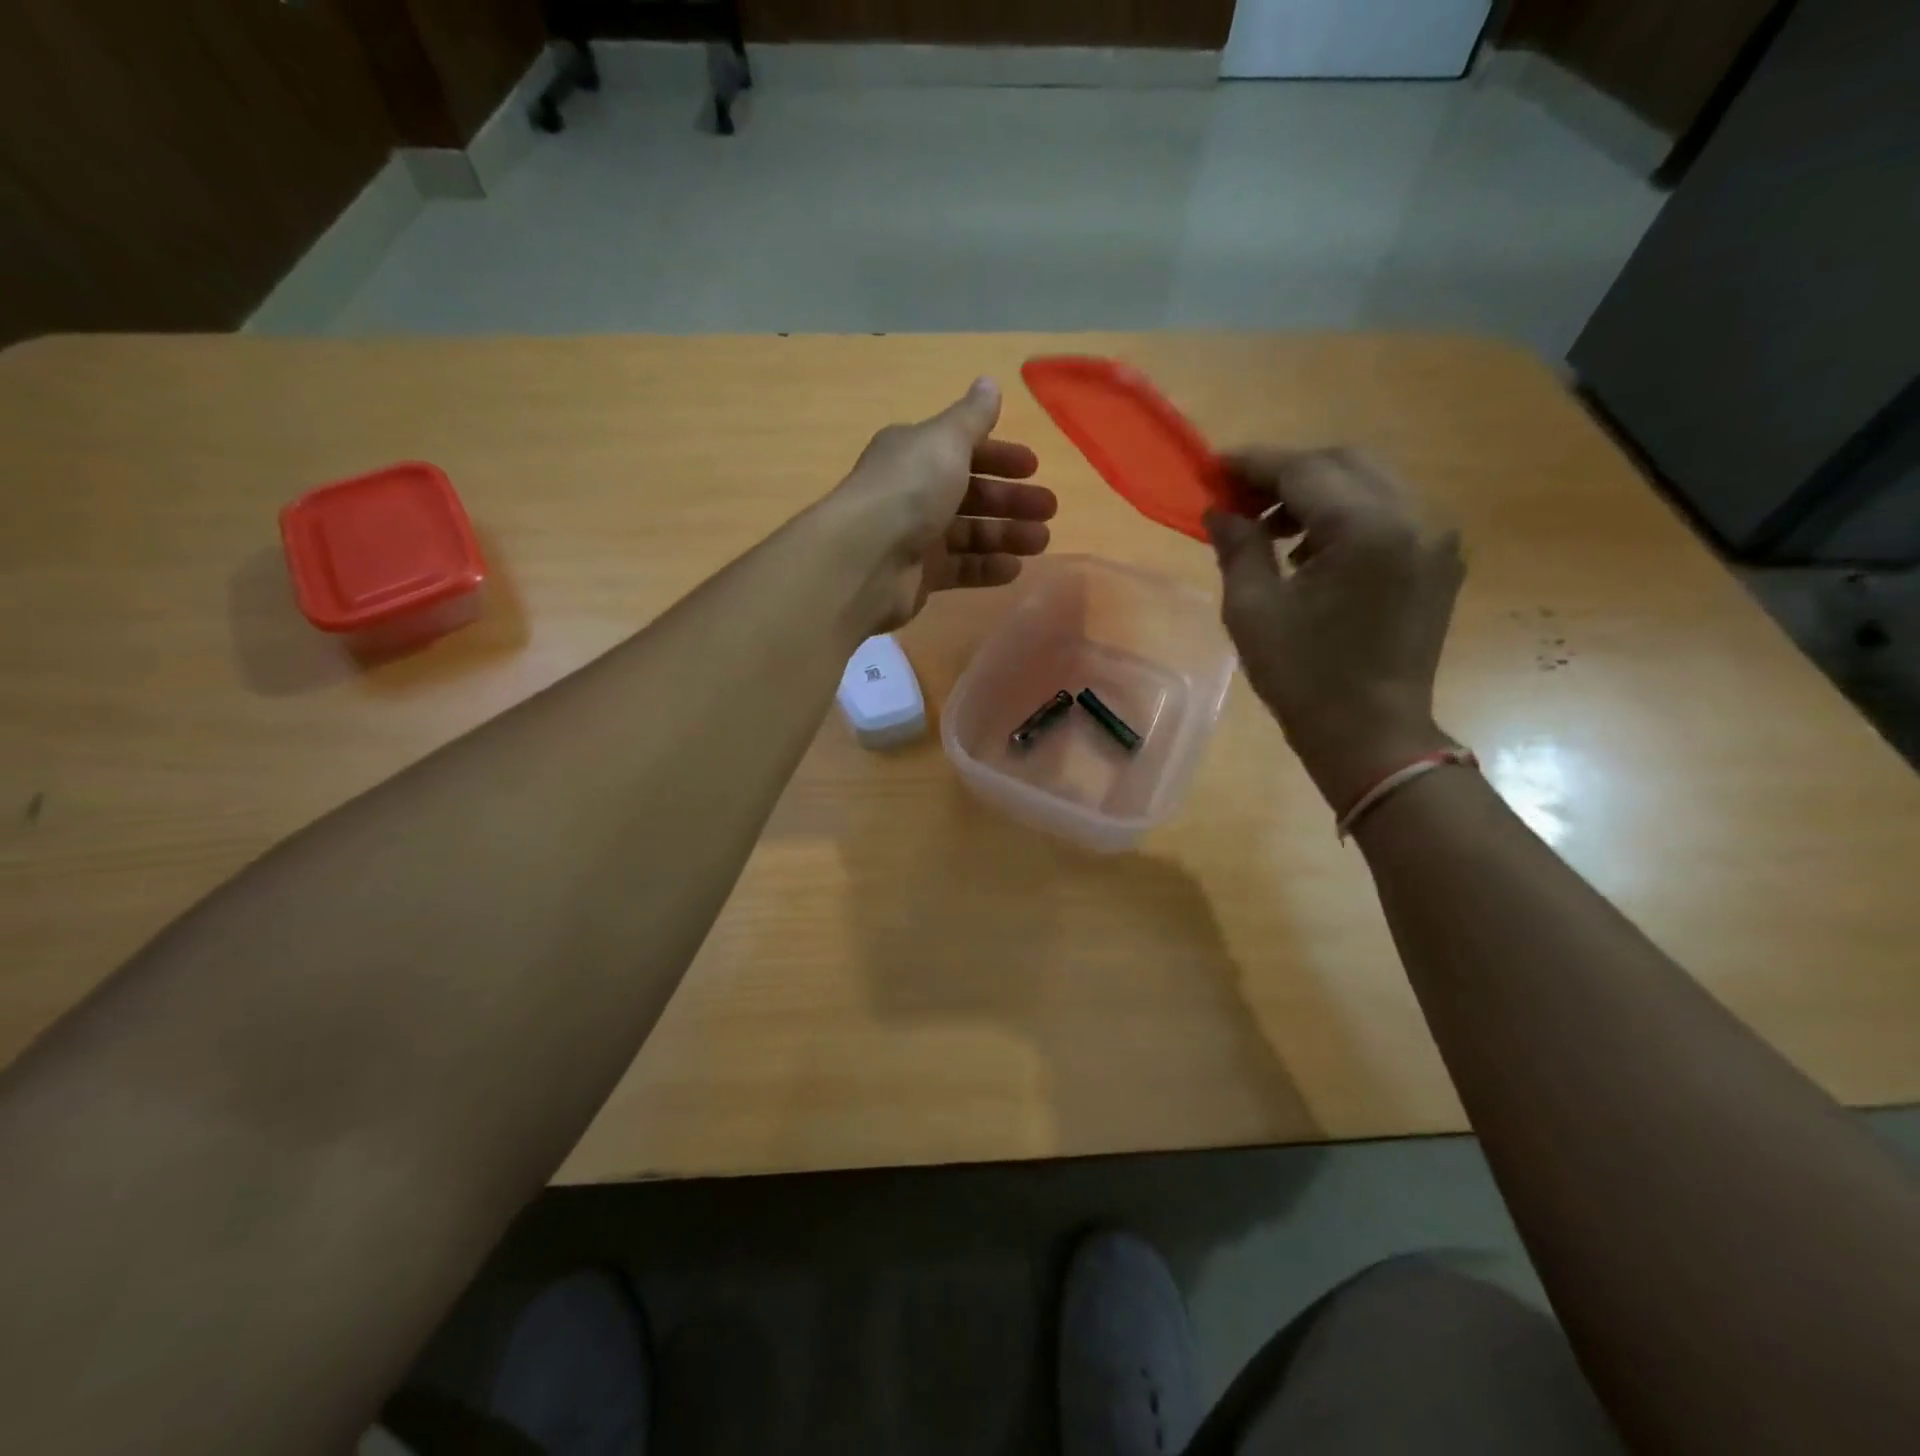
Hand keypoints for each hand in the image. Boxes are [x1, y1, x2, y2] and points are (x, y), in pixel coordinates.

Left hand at [828, 378, 1056, 630]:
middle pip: (971, 494)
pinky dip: (987, 567)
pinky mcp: (919, 577)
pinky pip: (960, 570)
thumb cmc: (909, 490)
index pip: (963, 451)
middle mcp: (913, 493)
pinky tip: (1014, 568)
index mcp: (915, 455)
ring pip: (970, 534)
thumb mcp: (945, 442)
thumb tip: (989, 383)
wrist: (865, 559)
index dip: (999, 456)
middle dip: (1011, 500)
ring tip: (1040, 541)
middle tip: (1048, 509)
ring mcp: (915, 538)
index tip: (1033, 467)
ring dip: (1007, 535)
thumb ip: (972, 417)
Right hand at [1204, 447, 1464, 812]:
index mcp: (1366, 528)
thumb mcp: (1252, 610)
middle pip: (1343, 462)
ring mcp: (1434, 537)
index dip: (1253, 463)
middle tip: (1239, 500)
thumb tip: (1220, 511)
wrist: (1371, 735)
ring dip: (1316, 492)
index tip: (1212, 467)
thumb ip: (1238, 546)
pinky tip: (1311, 552)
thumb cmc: (1303, 678)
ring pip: (1369, 482)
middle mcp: (1413, 517)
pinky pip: (1388, 512)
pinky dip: (1345, 515)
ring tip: (1271, 530)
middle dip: (1286, 472)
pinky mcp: (1438, 560)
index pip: (1304, 468)